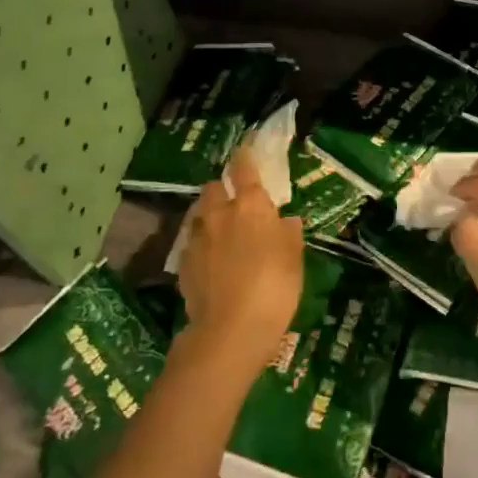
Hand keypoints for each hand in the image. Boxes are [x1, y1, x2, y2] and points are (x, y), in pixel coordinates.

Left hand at [176, 148, 303, 379]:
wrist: (230, 329)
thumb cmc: (274, 286)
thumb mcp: (294, 258)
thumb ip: (289, 235)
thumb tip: (285, 221)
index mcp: (251, 206)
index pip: (245, 169)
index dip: (245, 156)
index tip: (245, 148)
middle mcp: (220, 214)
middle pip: (214, 188)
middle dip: (223, 188)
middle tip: (235, 201)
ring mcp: (197, 239)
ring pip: (200, 215)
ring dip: (210, 216)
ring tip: (222, 231)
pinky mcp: (183, 265)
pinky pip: (193, 244)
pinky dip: (203, 245)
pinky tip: (212, 261)